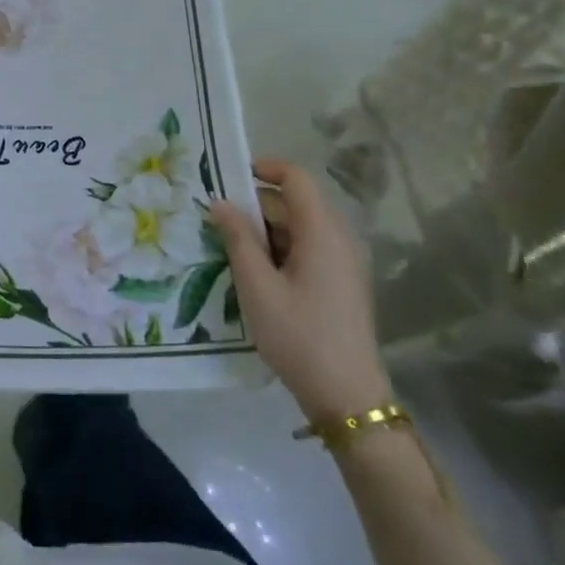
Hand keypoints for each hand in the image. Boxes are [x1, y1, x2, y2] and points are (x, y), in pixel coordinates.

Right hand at [209, 158, 391, 423]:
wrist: (347, 396)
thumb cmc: (299, 336)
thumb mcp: (257, 286)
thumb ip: (238, 238)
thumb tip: (220, 202)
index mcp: (322, 232)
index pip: (296, 177)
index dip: (264, 168)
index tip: (229, 177)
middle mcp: (339, 238)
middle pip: (296, 202)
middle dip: (256, 205)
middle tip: (217, 221)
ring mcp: (344, 261)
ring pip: (300, 227)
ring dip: (266, 230)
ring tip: (230, 250)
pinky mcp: (342, 282)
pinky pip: (309, 248)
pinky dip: (280, 249)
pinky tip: (256, 274)